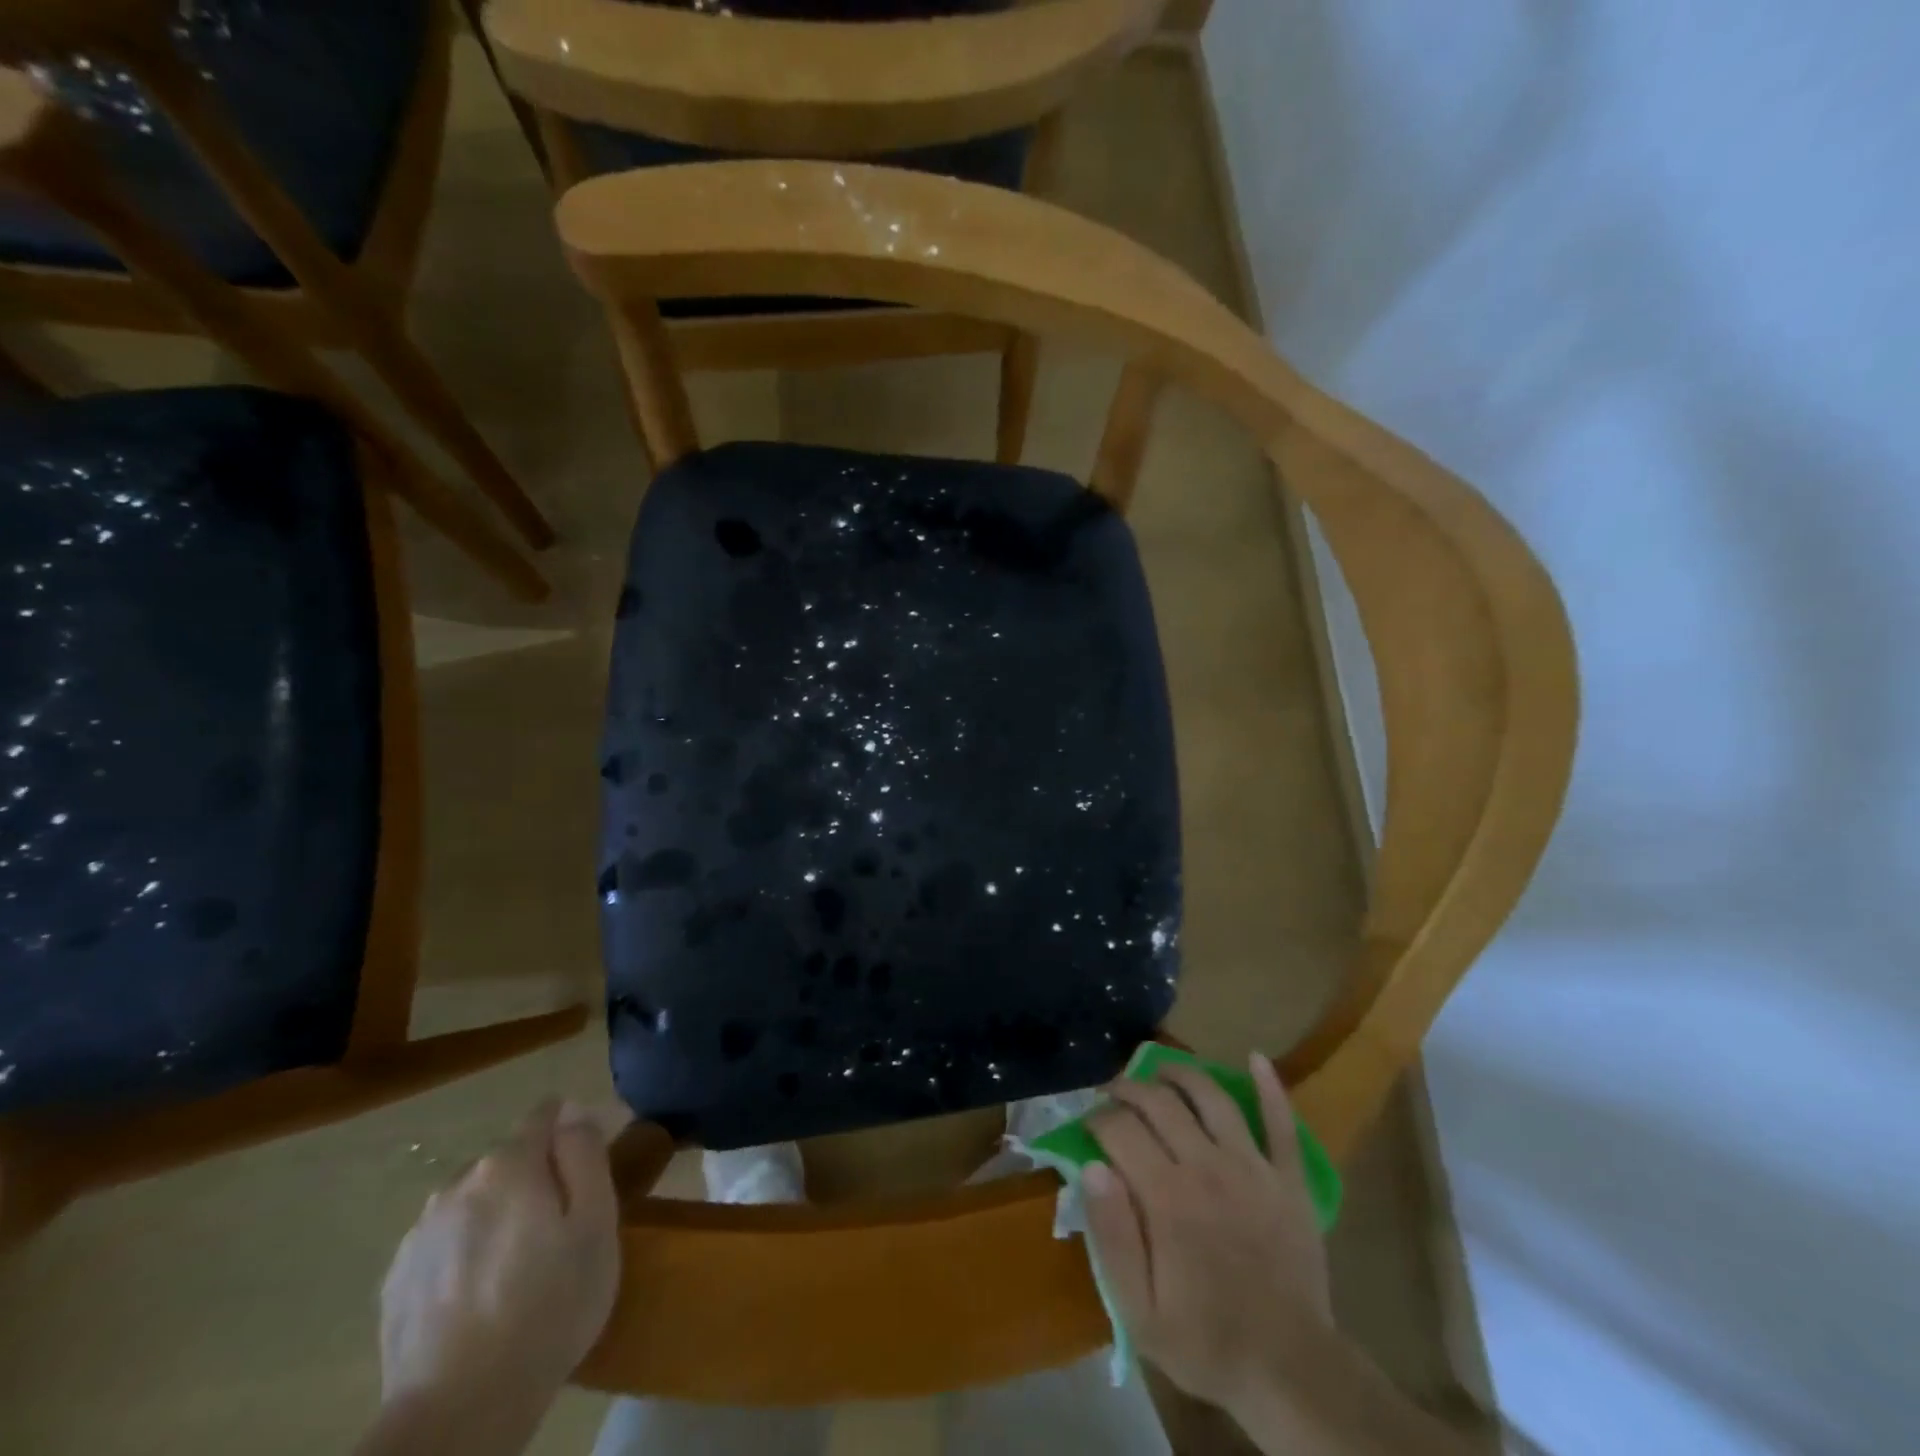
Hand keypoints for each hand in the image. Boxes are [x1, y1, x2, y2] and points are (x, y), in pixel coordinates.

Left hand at [370, 1100, 627, 1451]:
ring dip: (498, 1216)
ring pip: (475, 1202)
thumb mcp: (597, 1222)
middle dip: (535, 1179)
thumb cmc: (548, 1307)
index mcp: (509, 1164)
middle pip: (509, 1160)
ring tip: (518, 1271)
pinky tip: (480, 1299)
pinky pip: (446, 1244)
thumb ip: (585, 1155)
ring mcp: (419, 1234)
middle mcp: (458, 1183)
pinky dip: (466, 1254)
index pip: (545, 1114)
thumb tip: (572, 1116)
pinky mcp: (396, 1282)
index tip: (586, 1172)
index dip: (571, 1132)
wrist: (457, 1415)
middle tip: (559, 1233)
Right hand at [1082, 1053, 1332, 1410]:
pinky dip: (1269, 1087)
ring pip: (1212, 1098)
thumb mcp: (1139, 1311)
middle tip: (1113, 1092)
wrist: (1293, 1372)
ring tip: (1161, 1070)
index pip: (1120, 1130)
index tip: (1087, 1125)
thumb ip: (1111, 1235)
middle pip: (1160, 1103)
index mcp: (1167, 1196)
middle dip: (1129, 1088)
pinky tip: (1254, 1058)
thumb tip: (1093, 1167)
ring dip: (1182, 1074)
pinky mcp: (1289, 1179)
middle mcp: (1207, 1166)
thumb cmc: (1207, 1341)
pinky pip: (1282, 1123)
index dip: (1097, 1119)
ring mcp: (1252, 1167)